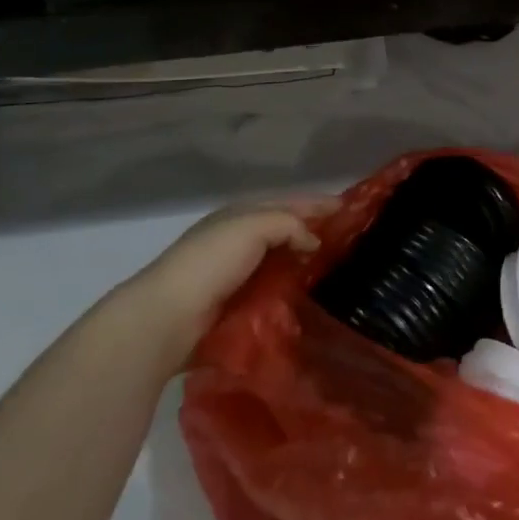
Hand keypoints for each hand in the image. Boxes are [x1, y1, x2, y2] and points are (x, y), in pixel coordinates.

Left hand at [120, 196, 335, 352]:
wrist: (167, 317)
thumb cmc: (210, 262)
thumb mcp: (253, 227)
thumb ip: (289, 225)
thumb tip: (313, 242)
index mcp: (240, 214)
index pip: (288, 202)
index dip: (318, 204)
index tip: (351, 210)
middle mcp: (238, 238)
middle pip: (286, 230)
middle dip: (315, 233)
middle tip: (351, 242)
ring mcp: (236, 273)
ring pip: (281, 260)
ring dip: (305, 263)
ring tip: (339, 271)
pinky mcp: (236, 303)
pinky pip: (274, 289)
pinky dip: (292, 288)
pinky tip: (311, 296)